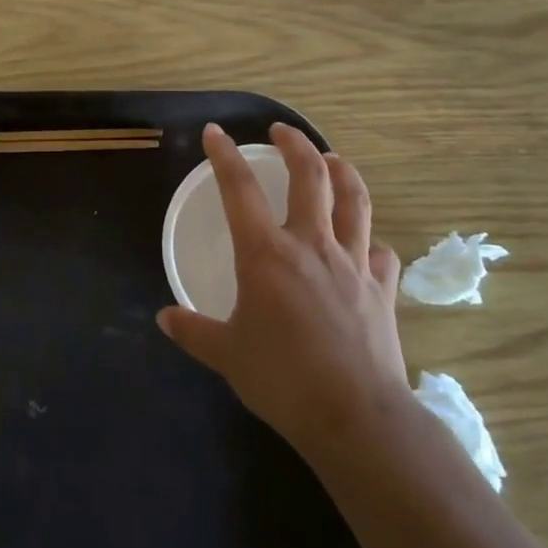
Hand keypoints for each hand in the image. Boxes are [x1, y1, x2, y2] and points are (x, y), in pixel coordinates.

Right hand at [158, 122, 407, 454]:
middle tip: (282, 131)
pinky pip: (379, 252)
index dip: (225, 156)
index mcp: (266, 254)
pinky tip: (364, 243)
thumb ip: (193, 331)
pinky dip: (369, 240)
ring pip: (354, 201)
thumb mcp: (226, 354)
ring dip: (343, 172)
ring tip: (333, 159)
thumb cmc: (282, 379)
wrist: (355, 416)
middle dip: (295, 145)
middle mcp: (311, 245)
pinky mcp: (381, 289)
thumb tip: (165, 318)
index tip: (215, 132)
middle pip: (310, 177)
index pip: (240, 189)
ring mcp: (352, 263)